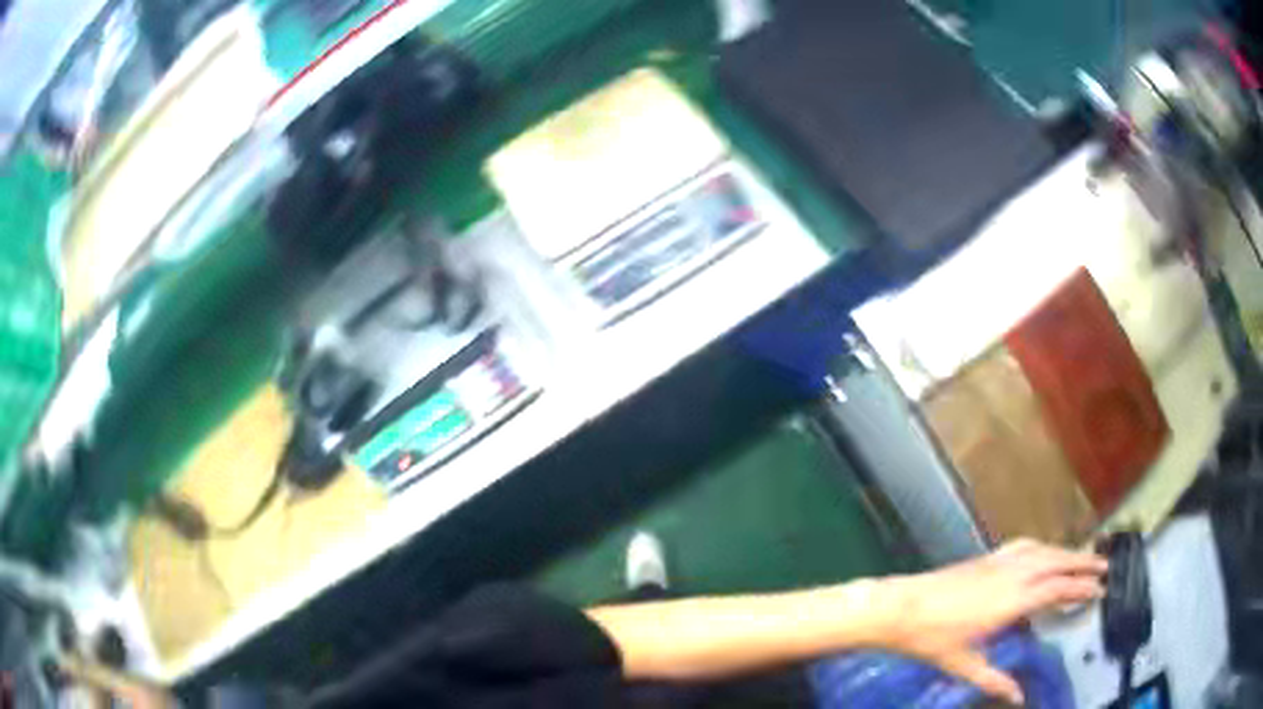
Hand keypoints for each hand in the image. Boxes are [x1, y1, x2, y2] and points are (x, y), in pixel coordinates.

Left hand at [873, 539, 1106, 704]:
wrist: (901, 607)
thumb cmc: (932, 638)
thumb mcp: (965, 665)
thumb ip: (995, 680)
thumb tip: (1018, 698)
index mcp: (1012, 600)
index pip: (1058, 589)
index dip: (1081, 588)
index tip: (1100, 590)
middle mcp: (1012, 574)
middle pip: (1057, 561)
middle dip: (1083, 563)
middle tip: (1104, 567)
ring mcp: (999, 561)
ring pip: (1043, 550)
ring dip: (1066, 552)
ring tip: (1083, 558)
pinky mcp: (987, 556)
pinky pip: (1025, 545)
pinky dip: (1043, 547)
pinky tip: (1044, 553)